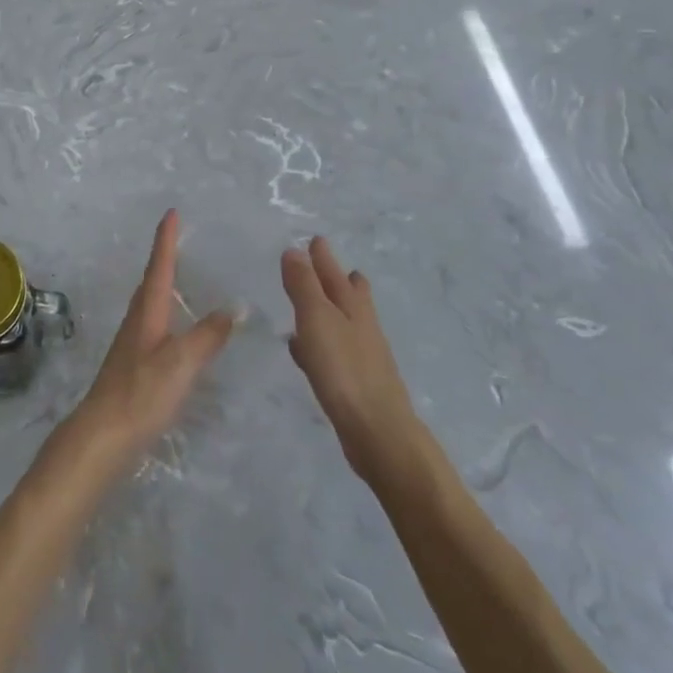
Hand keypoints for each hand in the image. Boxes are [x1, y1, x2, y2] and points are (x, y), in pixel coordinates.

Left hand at [70, 210, 233, 473]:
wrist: (103, 435)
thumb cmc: (142, 393)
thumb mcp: (181, 362)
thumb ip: (208, 335)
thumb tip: (233, 307)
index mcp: (147, 313)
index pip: (159, 267)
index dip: (166, 240)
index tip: (171, 213)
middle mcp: (137, 321)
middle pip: (151, 281)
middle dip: (164, 258)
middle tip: (177, 239)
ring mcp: (132, 344)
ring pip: (150, 303)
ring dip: (163, 284)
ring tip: (180, 277)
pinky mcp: (133, 366)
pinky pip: (153, 325)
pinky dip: (166, 314)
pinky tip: (175, 330)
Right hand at [284, 237, 417, 479]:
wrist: (378, 431)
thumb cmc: (344, 369)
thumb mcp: (317, 319)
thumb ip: (304, 285)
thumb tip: (294, 250)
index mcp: (353, 307)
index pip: (336, 273)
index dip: (323, 257)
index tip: (315, 240)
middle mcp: (361, 326)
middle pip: (351, 295)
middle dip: (339, 279)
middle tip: (330, 265)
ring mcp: (362, 355)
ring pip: (344, 322)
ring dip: (330, 308)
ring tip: (316, 302)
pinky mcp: (355, 381)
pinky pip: (333, 350)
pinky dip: (320, 341)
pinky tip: (305, 350)